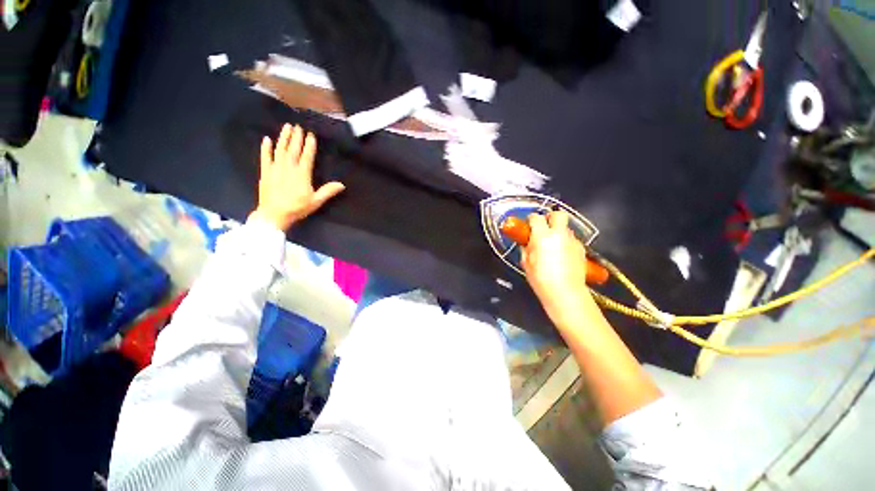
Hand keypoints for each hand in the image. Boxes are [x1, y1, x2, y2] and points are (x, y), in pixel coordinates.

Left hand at [251, 124, 344, 230]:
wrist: (274, 214)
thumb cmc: (297, 208)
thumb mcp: (316, 201)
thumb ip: (328, 191)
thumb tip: (342, 184)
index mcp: (302, 174)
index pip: (307, 156)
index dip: (309, 145)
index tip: (311, 135)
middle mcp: (289, 168)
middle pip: (293, 149)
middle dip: (296, 137)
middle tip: (298, 126)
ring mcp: (275, 168)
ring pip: (280, 150)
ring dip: (284, 138)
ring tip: (287, 127)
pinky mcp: (265, 172)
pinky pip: (264, 157)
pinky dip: (265, 148)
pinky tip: (266, 139)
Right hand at [521, 211, 592, 326]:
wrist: (565, 293)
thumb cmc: (541, 279)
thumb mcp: (526, 263)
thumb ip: (526, 248)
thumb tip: (526, 243)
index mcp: (542, 236)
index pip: (536, 218)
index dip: (531, 219)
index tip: (528, 224)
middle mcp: (560, 234)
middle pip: (558, 214)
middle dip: (550, 217)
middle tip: (544, 226)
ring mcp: (573, 241)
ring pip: (566, 228)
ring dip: (558, 231)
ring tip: (553, 245)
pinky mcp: (582, 250)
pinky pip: (572, 240)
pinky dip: (566, 243)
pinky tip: (562, 255)